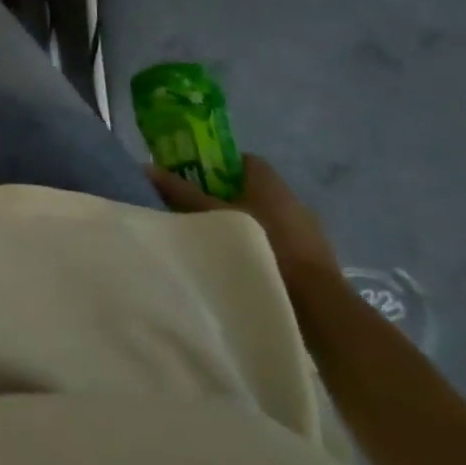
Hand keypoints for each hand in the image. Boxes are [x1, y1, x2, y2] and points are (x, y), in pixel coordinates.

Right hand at [148, 154, 337, 277]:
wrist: (318, 305)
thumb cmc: (264, 247)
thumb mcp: (215, 217)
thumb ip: (183, 193)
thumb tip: (147, 167)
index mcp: (270, 181)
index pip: (240, 159)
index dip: (215, 164)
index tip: (193, 178)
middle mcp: (291, 198)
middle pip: (250, 187)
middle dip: (224, 195)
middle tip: (196, 209)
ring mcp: (307, 229)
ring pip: (264, 215)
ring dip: (243, 223)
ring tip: (214, 238)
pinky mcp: (313, 258)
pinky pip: (278, 239)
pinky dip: (260, 245)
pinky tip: (241, 262)